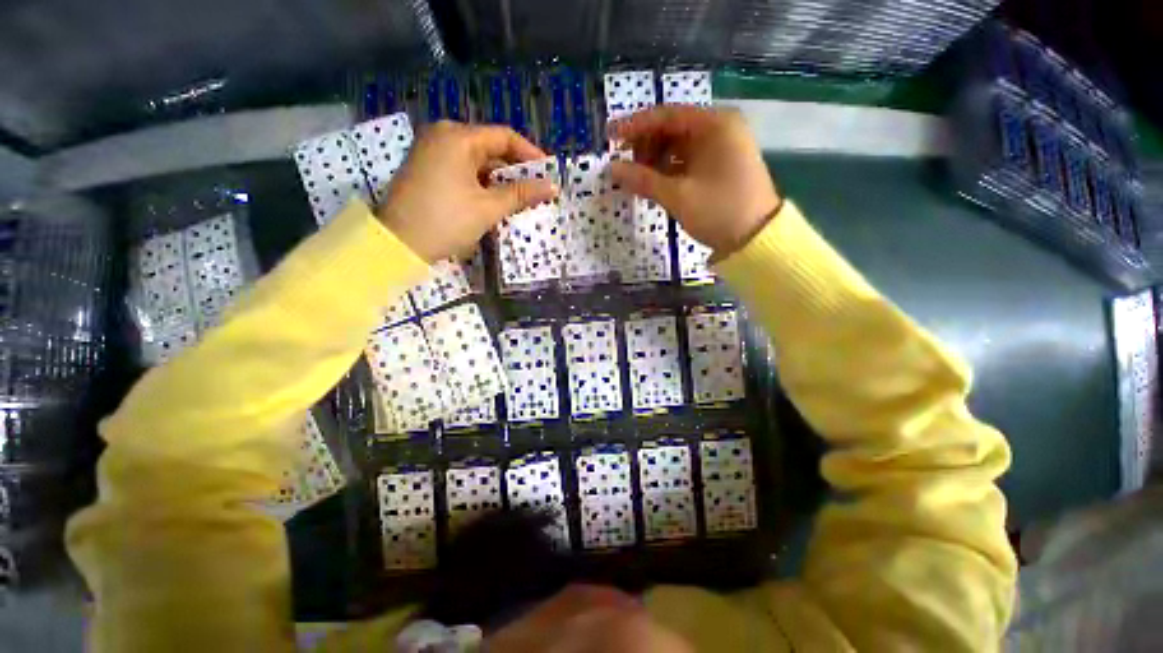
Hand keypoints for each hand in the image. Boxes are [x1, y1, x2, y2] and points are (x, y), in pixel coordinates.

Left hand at [378, 121, 557, 261]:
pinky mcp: (428, 169)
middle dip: (515, 170)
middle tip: (536, 191)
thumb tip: (552, 186)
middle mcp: (443, 136)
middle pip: (490, 147)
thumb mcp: (488, 208)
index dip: (530, 154)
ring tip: (520, 200)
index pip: (504, 137)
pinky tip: (495, 201)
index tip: (548, 174)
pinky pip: (463, 170)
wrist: (397, 244)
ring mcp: (432, 151)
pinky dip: (482, 184)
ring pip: (478, 161)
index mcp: (458, 137)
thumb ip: (521, 194)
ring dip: (500, 179)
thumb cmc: (446, 221)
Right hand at [610, 106, 781, 256]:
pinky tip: (655, 183)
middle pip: (673, 128)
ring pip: (679, 146)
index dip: (635, 125)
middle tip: (624, 165)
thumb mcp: (678, 196)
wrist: (756, 239)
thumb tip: (611, 169)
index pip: (667, 116)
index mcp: (715, 125)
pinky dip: (669, 170)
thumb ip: (643, 179)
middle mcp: (720, 129)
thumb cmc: (718, 211)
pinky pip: (688, 160)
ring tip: (638, 178)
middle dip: (646, 145)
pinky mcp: (720, 166)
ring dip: (656, 159)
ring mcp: (722, 148)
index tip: (610, 135)